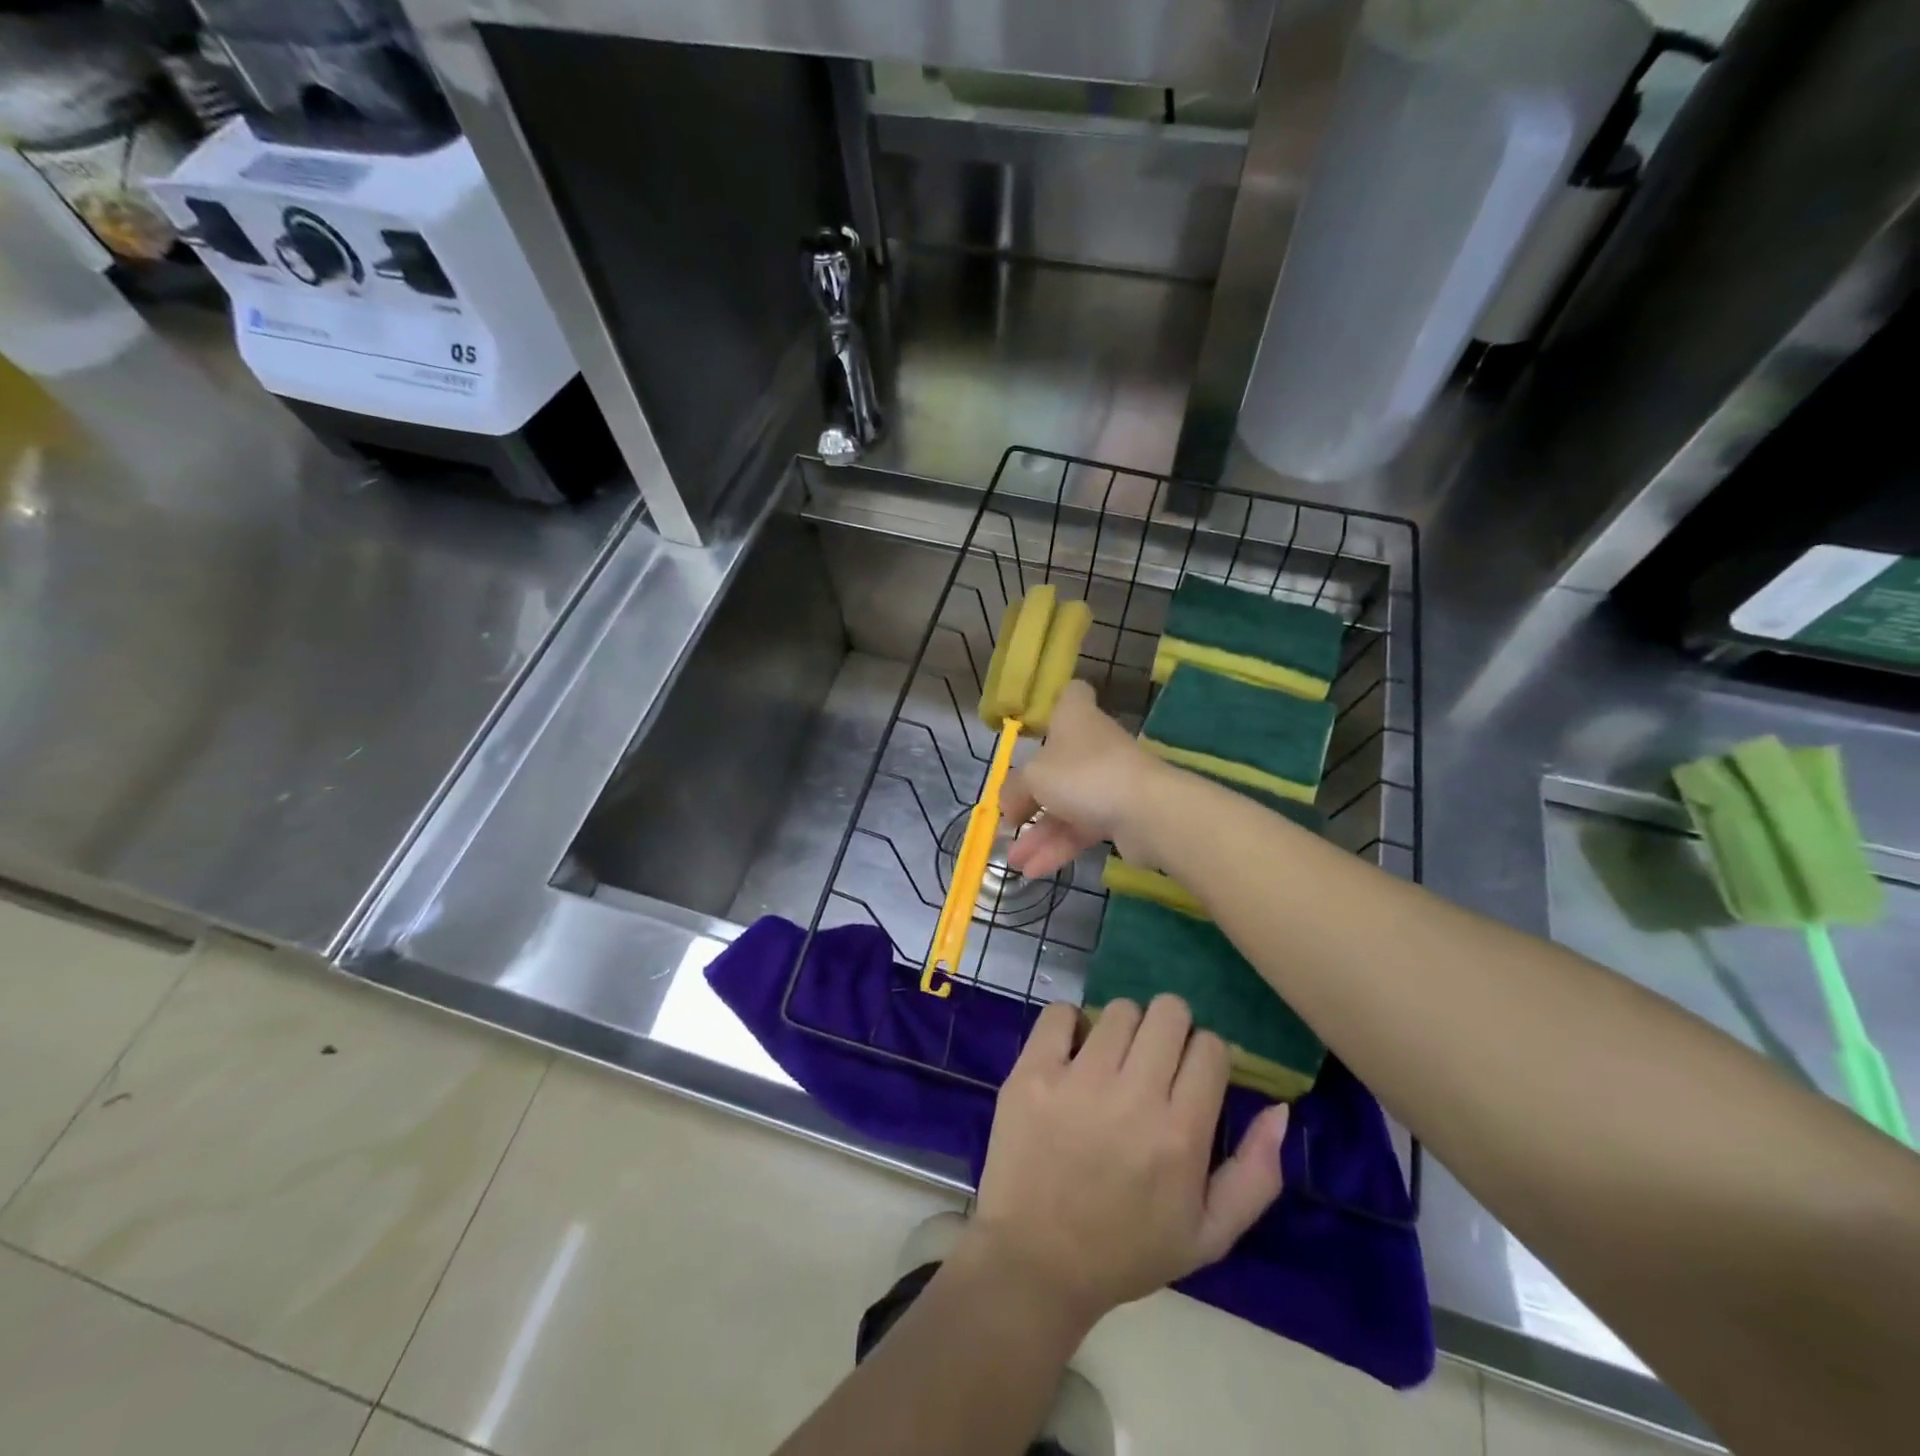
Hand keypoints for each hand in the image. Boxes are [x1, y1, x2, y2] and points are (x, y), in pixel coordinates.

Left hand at [959, 995, 1289, 1328]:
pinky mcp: (1032, 1072)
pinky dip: (1070, 1023)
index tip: (1190, 1075)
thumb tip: (1278, 1108)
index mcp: (1180, 1136)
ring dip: (1123, 1027)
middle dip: (1170, 1028)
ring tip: (1112, 1060)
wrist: (1036, 1261)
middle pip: (1169, 1013)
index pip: (1211, 1048)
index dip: (1205, 1055)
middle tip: (1153, 1059)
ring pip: (1119, 1009)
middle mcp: (1133, 1098)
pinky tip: (1072, 1052)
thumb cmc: (1126, 1250)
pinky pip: (1059, 1012)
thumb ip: (1255, 1174)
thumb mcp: (1209, 1235)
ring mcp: (1078, 1080)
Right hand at [1003, 681, 1172, 878]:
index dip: (1051, 705)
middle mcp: (1092, 745)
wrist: (1147, 811)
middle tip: (1008, 820)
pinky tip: (1034, 870)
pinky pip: (1081, 829)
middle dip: (1030, 796)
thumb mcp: (1033, 777)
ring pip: (1066, 804)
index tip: (1032, 727)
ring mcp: (1107, 780)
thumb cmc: (1083, 774)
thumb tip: (1005, 804)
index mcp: (1074, 718)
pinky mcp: (1119, 814)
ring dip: (1039, 833)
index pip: (1070, 695)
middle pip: (1056, 764)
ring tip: (1012, 860)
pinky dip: (1058, 847)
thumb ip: (1013, 789)